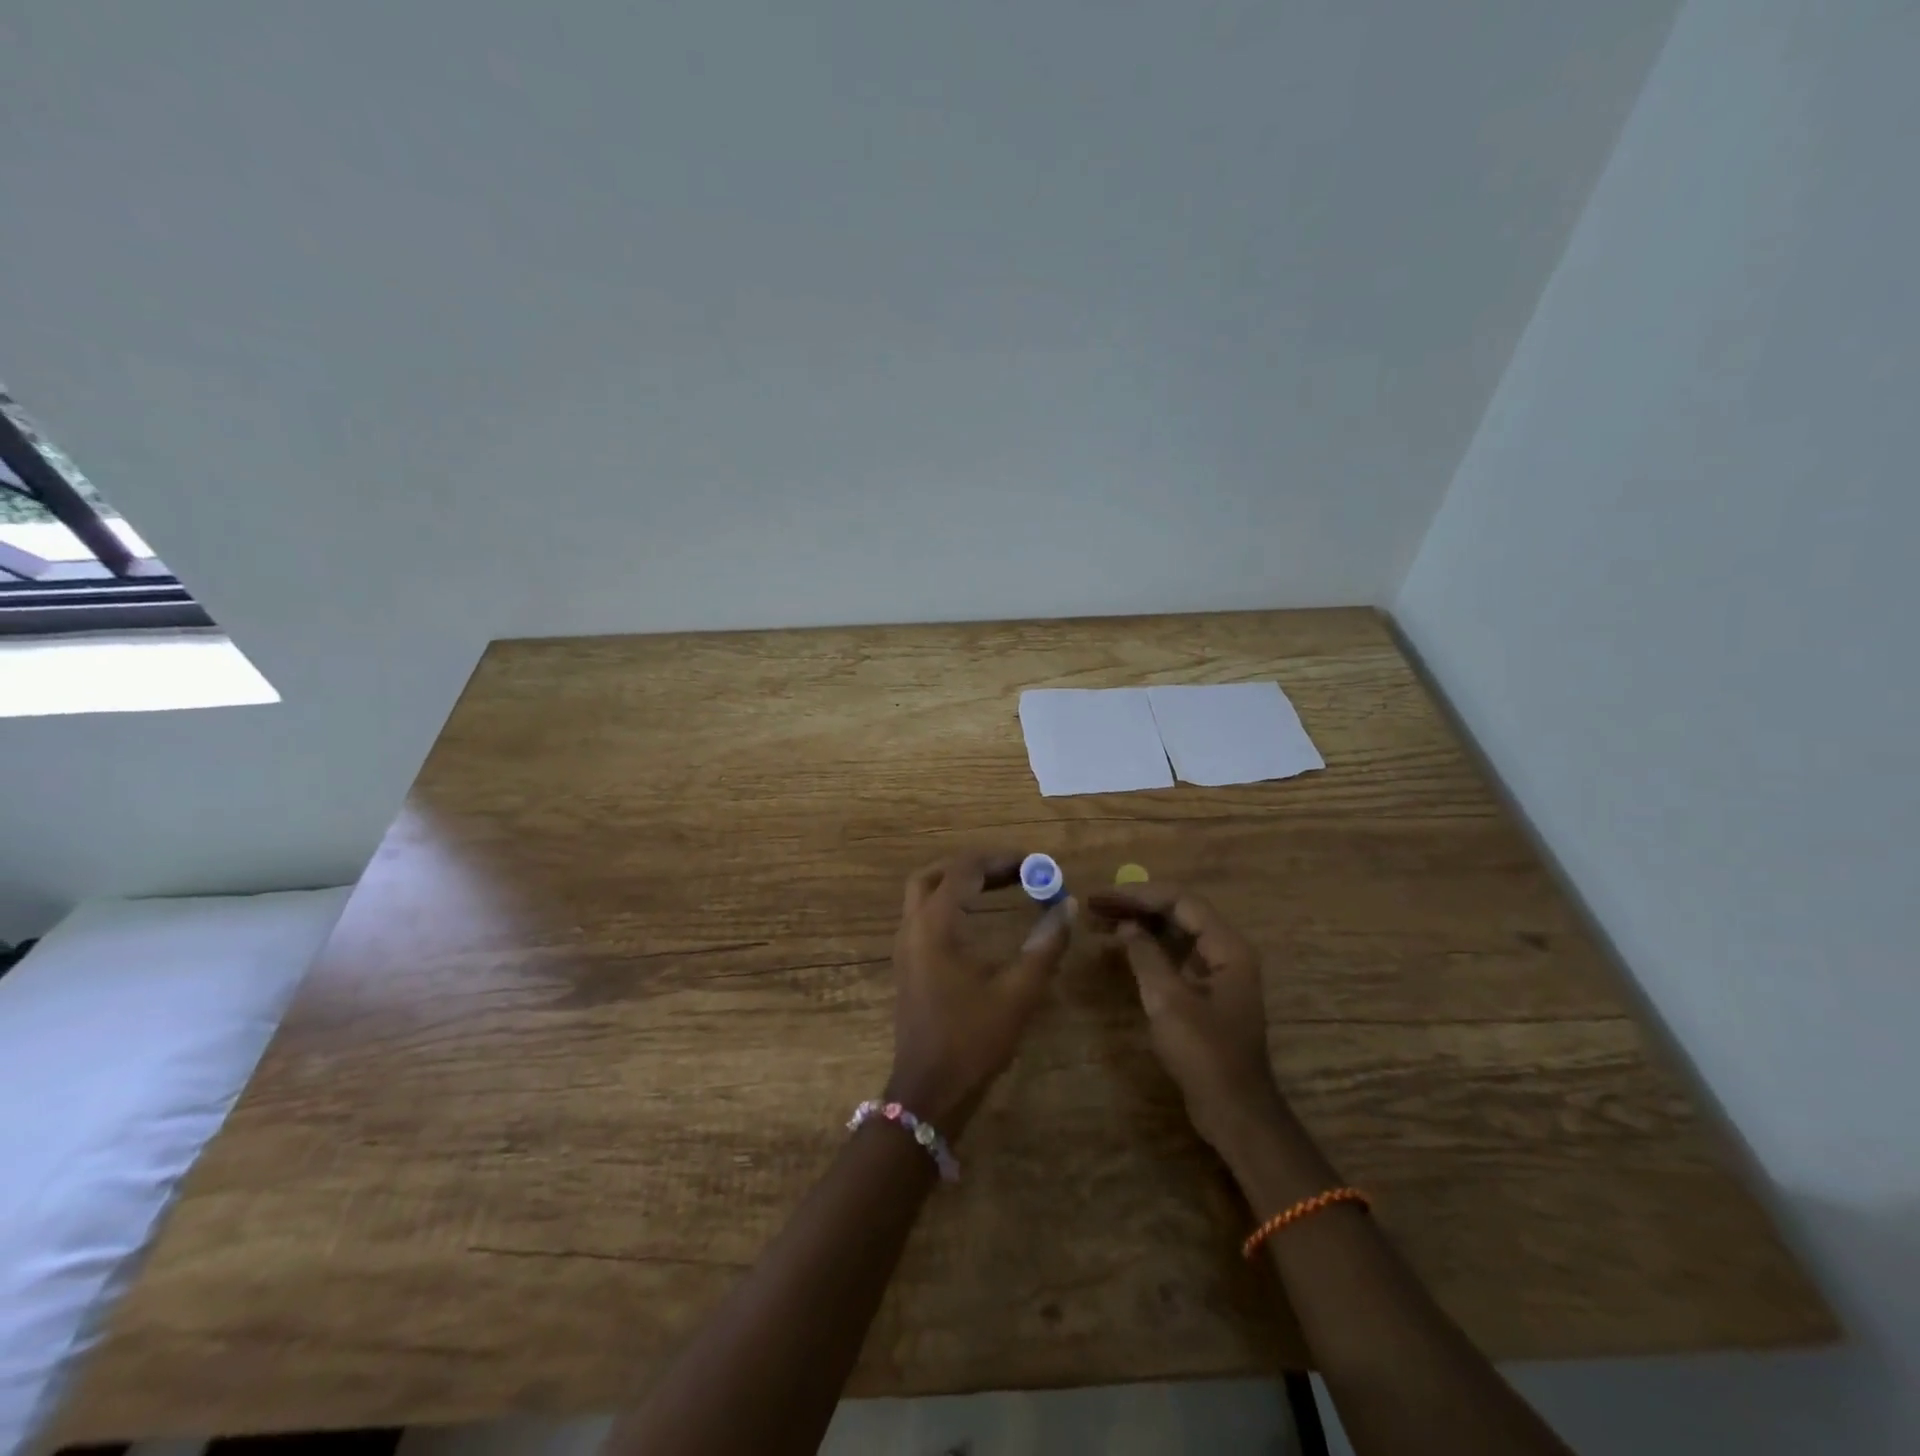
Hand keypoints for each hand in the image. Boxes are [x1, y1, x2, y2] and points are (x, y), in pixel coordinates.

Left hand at [889, 853, 1073, 1131]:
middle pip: (937, 874)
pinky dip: (951, 903)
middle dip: (976, 866)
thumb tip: (1068, 905)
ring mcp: (905, 946)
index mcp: (935, 925)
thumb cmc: (972, 1040)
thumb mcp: (1018, 993)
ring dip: (960, 882)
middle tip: (1015, 871)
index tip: (1036, 863)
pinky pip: (924, 915)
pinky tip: (979, 919)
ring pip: (925, 893)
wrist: (929, 1092)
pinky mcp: (907, 963)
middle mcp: (913, 926)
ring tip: (1001, 886)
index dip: (1002, 859)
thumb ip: (1045, 945)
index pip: (965, 869)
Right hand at [1088, 885, 1285, 1154]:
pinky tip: (1122, 948)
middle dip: (1135, 906)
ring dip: (1139, 924)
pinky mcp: (1206, 992)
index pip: (1181, 901)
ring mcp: (1217, 973)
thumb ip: (1146, 955)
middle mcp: (1226, 951)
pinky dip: (1148, 947)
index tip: (1102, 897)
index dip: (1139, 894)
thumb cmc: (1203, 1053)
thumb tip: (1126, 925)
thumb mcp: (1168, 1000)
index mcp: (1227, 947)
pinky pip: (1175, 955)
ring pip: (1174, 933)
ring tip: (1100, 923)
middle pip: (1178, 913)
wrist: (1234, 1110)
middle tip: (1094, 907)